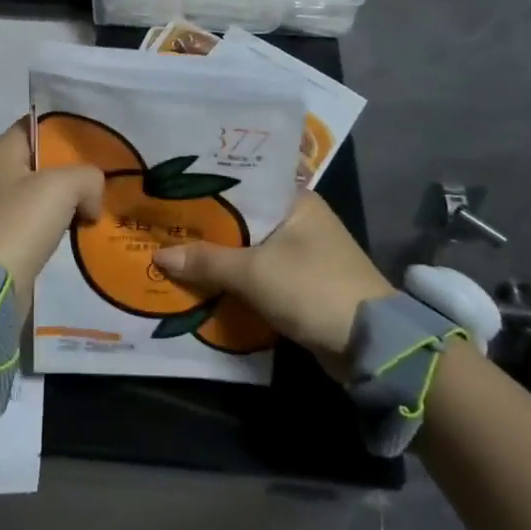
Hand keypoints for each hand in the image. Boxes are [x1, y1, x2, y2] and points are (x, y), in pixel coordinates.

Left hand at [0, 122, 102, 311]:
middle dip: (74, 167)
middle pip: (43, 160)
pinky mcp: (5, 238)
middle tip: (107, 174)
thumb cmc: (19, 222)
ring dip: (70, 199)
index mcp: (2, 150)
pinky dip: (60, 224)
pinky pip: (40, 221)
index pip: (37, 124)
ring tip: (99, 204)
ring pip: (44, 193)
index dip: (67, 128)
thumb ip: (87, 177)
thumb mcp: (62, 186)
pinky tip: (82, 230)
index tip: (98, 136)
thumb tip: (90, 200)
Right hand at [153, 192, 393, 376]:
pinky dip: (235, 276)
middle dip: (207, 226)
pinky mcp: (302, 282)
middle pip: (243, 217)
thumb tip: (160, 256)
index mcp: (296, 200)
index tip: (170, 191)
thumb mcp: (254, 273)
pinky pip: (259, 272)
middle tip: (162, 223)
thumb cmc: (312, 289)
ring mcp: (303, 252)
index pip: (243, 183)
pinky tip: (202, 279)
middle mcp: (300, 219)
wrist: (370, 345)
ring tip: (173, 249)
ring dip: (219, 254)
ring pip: (249, 246)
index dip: (206, 189)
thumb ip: (207, 262)